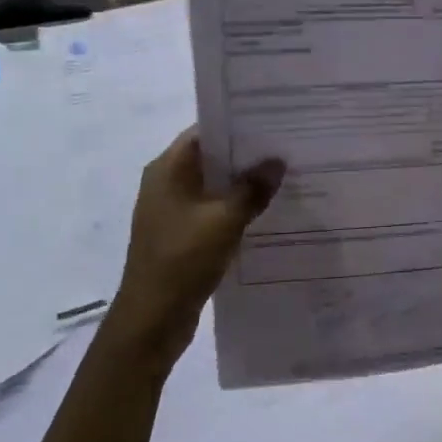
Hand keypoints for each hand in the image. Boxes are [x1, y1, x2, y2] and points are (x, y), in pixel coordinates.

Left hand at [106, 128, 283, 365]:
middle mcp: (166, 183)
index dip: (238, 125)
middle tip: (288, 149)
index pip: (205, 132)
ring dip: (243, 184)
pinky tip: (266, 212)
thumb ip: (252, 189)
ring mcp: (172, 210)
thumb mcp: (224, 220)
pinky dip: (236, 208)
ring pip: (214, 186)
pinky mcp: (181, 234)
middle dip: (247, 155)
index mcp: (168, 169)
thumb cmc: (183, 259)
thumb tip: (276, 162)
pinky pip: (213, 210)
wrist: (152, 318)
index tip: (274, 122)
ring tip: (285, 177)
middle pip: (211, 158)